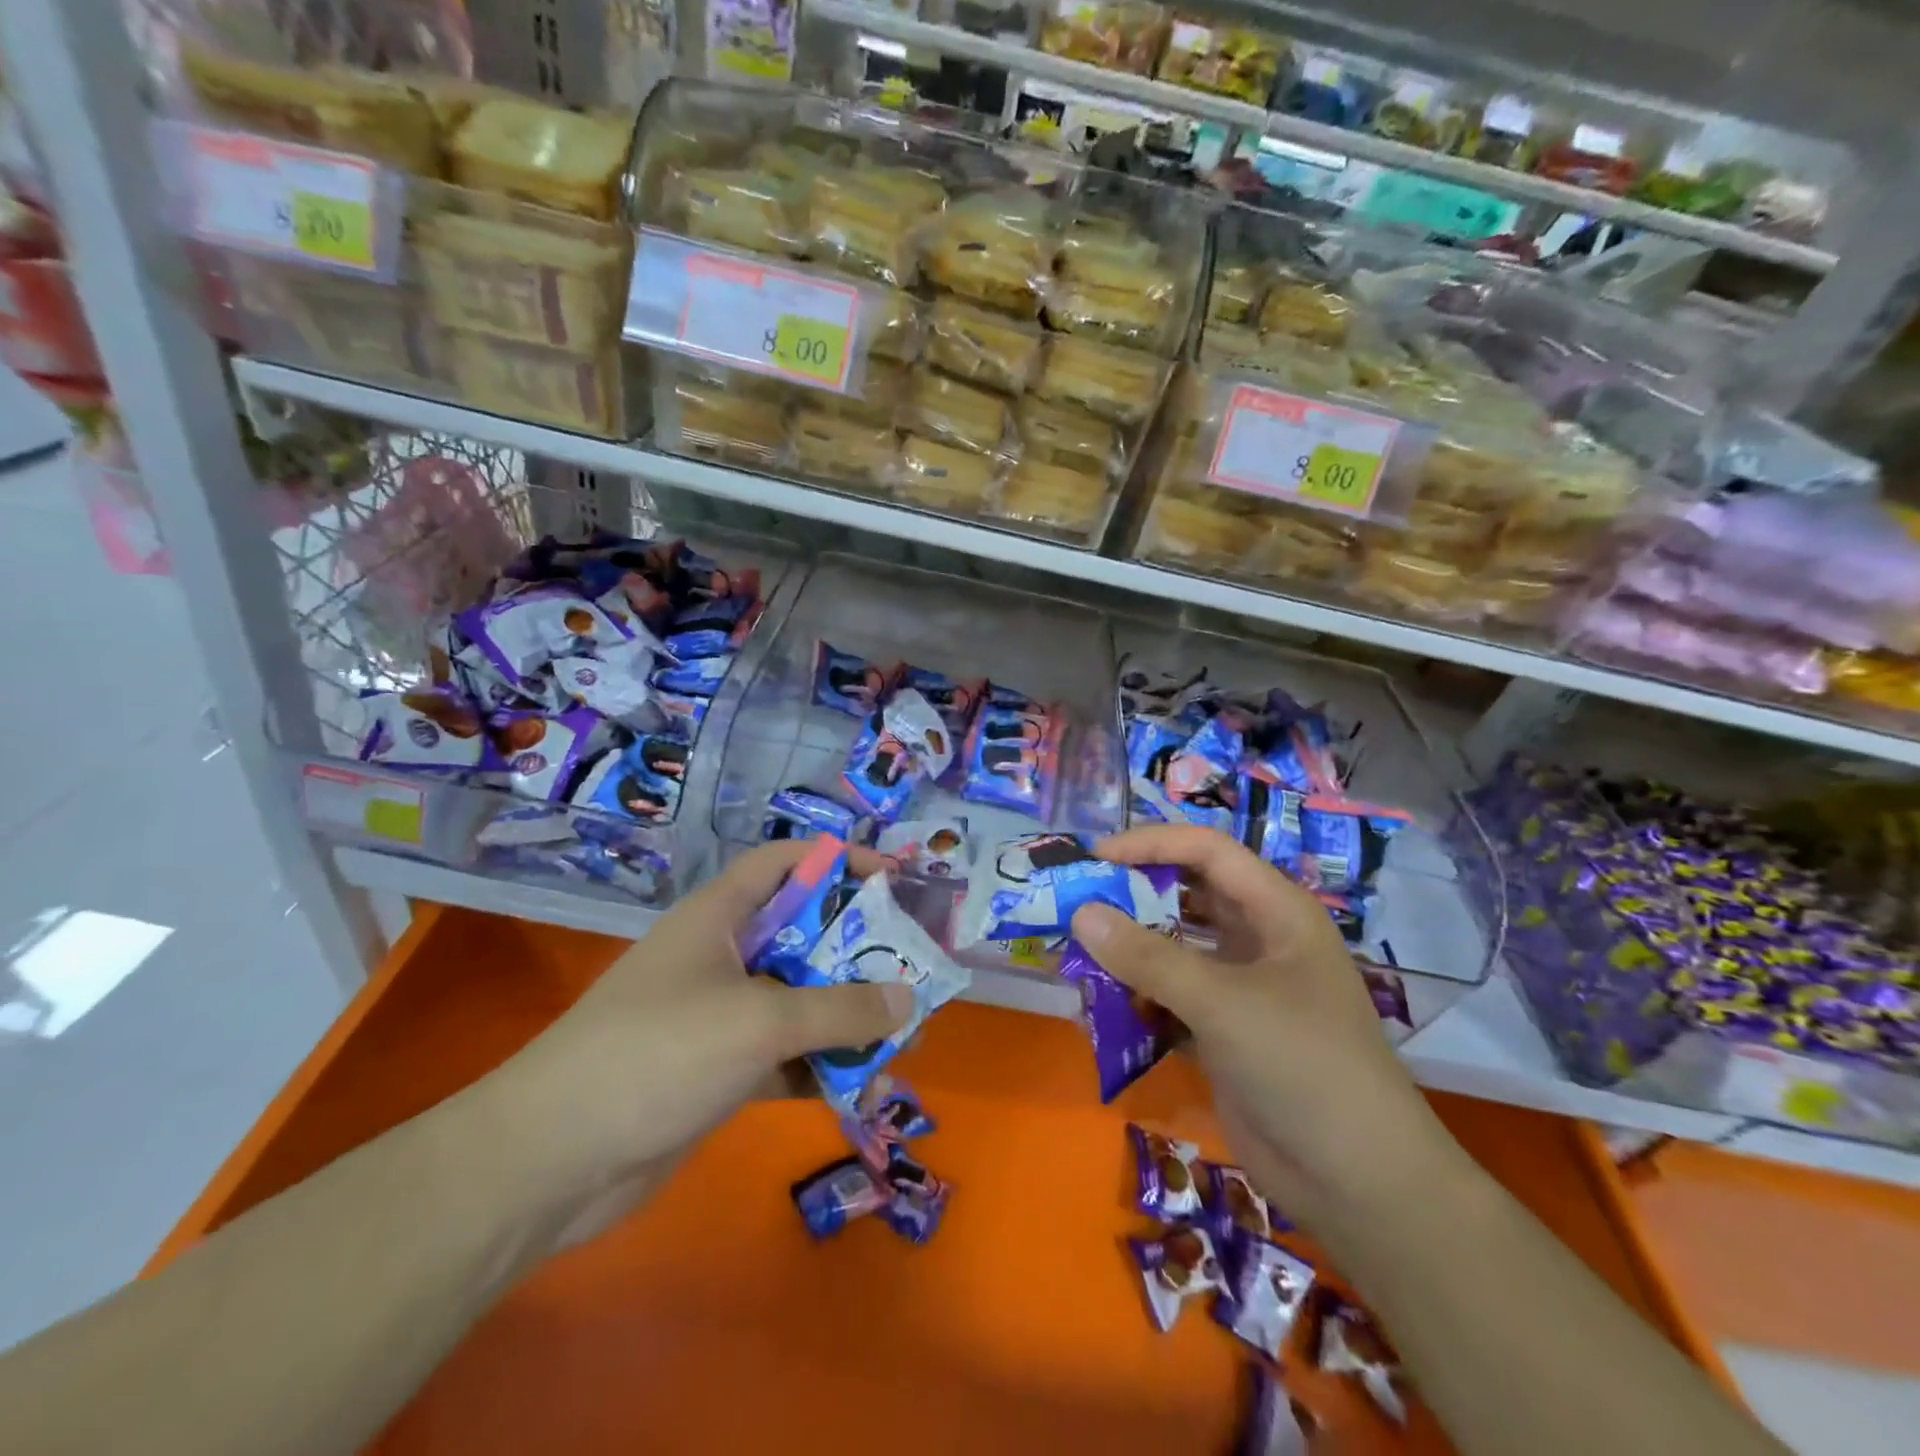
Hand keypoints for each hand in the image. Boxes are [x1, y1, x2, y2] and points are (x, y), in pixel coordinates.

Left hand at [481, 841, 911, 1244]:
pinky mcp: (720, 1071)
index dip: (837, 860)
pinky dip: (823, 1067)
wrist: (552, 1163)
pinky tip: (864, 1088)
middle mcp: (722, 957)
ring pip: (799, 1001)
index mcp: (718, 917)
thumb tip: (908, 999)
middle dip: (858, 952)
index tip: (892, 880)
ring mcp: (720, 1016)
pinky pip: (787, 1055)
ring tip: (902, 1039)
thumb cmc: (658, 1054)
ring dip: (847, 1018)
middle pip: (802, 935)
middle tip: (912, 971)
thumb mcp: (759, 1021)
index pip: (784, 863)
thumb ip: (839, 1009)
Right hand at [1071, 826, 1472, 1231]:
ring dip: (1130, 949)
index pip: (1207, 851)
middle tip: (1077, 901)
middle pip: (1188, 895)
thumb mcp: (1222, 1002)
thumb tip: (1081, 913)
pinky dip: (1137, 996)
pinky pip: (1170, 996)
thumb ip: (1147, 957)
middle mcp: (1259, 940)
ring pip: (1175, 948)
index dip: (1152, 844)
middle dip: (1134, 895)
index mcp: (1276, 912)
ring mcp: (1241, 987)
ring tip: (1079, 952)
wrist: (1358, 1183)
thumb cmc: (1302, 1066)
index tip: (1095, 857)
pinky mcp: (1224, 1031)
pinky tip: (1102, 1006)